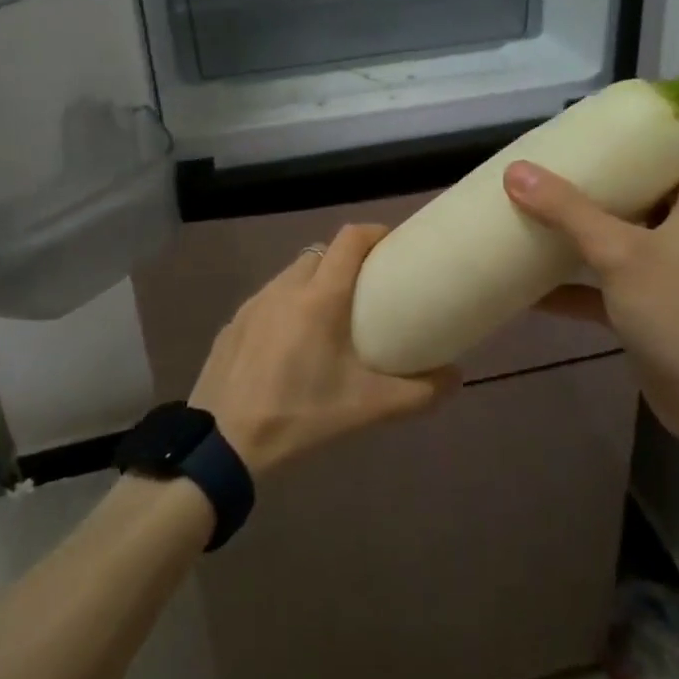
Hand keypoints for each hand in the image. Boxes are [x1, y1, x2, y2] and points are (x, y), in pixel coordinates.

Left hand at [190, 224, 457, 475]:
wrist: (221, 445)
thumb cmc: (299, 415)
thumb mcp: (366, 408)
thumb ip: (418, 393)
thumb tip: (457, 379)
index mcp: (319, 297)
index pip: (349, 239)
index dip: (374, 233)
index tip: (393, 248)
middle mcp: (284, 288)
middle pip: (321, 255)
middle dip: (345, 262)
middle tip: (366, 292)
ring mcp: (253, 304)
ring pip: (291, 276)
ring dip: (313, 284)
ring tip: (329, 319)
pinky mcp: (232, 324)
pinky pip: (267, 300)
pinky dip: (285, 308)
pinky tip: (289, 345)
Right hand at [502, 149, 678, 456]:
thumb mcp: (620, 253)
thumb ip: (568, 212)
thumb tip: (517, 172)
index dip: (658, 132)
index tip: (611, 122)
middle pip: (648, 191)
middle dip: (606, 177)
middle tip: (561, 160)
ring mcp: (668, 275)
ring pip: (622, 237)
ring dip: (584, 227)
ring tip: (540, 205)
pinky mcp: (649, 310)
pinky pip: (605, 285)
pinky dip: (573, 282)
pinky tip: (530, 283)